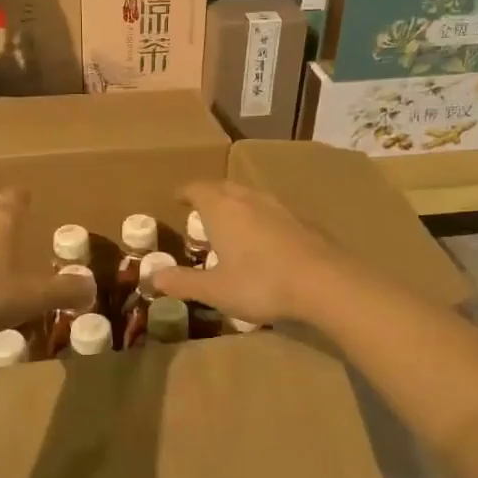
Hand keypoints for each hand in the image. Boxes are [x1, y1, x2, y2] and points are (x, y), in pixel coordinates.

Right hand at [148, 181, 351, 327]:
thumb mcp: (215, 290)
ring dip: (237, 204)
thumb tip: (152, 276)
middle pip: (225, 187)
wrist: (325, 282)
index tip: (177, 198)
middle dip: (210, 194)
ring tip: (231, 221)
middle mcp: (250, 200)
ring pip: (251, 197)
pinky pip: (273, 212)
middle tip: (201, 208)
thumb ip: (183, 282)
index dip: (185, 192)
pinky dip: (261, 218)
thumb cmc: (261, 283)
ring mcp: (280, 208)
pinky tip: (266, 238)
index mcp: (222, 210)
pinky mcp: (304, 221)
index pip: (197, 189)